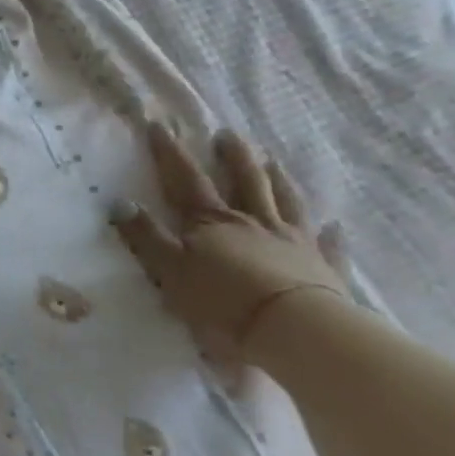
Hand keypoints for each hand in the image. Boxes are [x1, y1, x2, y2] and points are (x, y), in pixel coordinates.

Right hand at [111, 122, 353, 366]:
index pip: (186, 179)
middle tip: (228, 134)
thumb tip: (118, 201)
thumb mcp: (170, 269)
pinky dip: (331, 235)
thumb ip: (145, 236)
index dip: (170, 152)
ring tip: (274, 162)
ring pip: (286, 203)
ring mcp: (293, 242)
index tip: (160, 125)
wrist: (295, 330)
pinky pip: (328, 246)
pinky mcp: (323, 268)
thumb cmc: (223, 300)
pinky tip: (336, 225)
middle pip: (244, 181)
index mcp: (211, 222)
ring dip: (278, 181)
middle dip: (233, 156)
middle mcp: (253, 222)